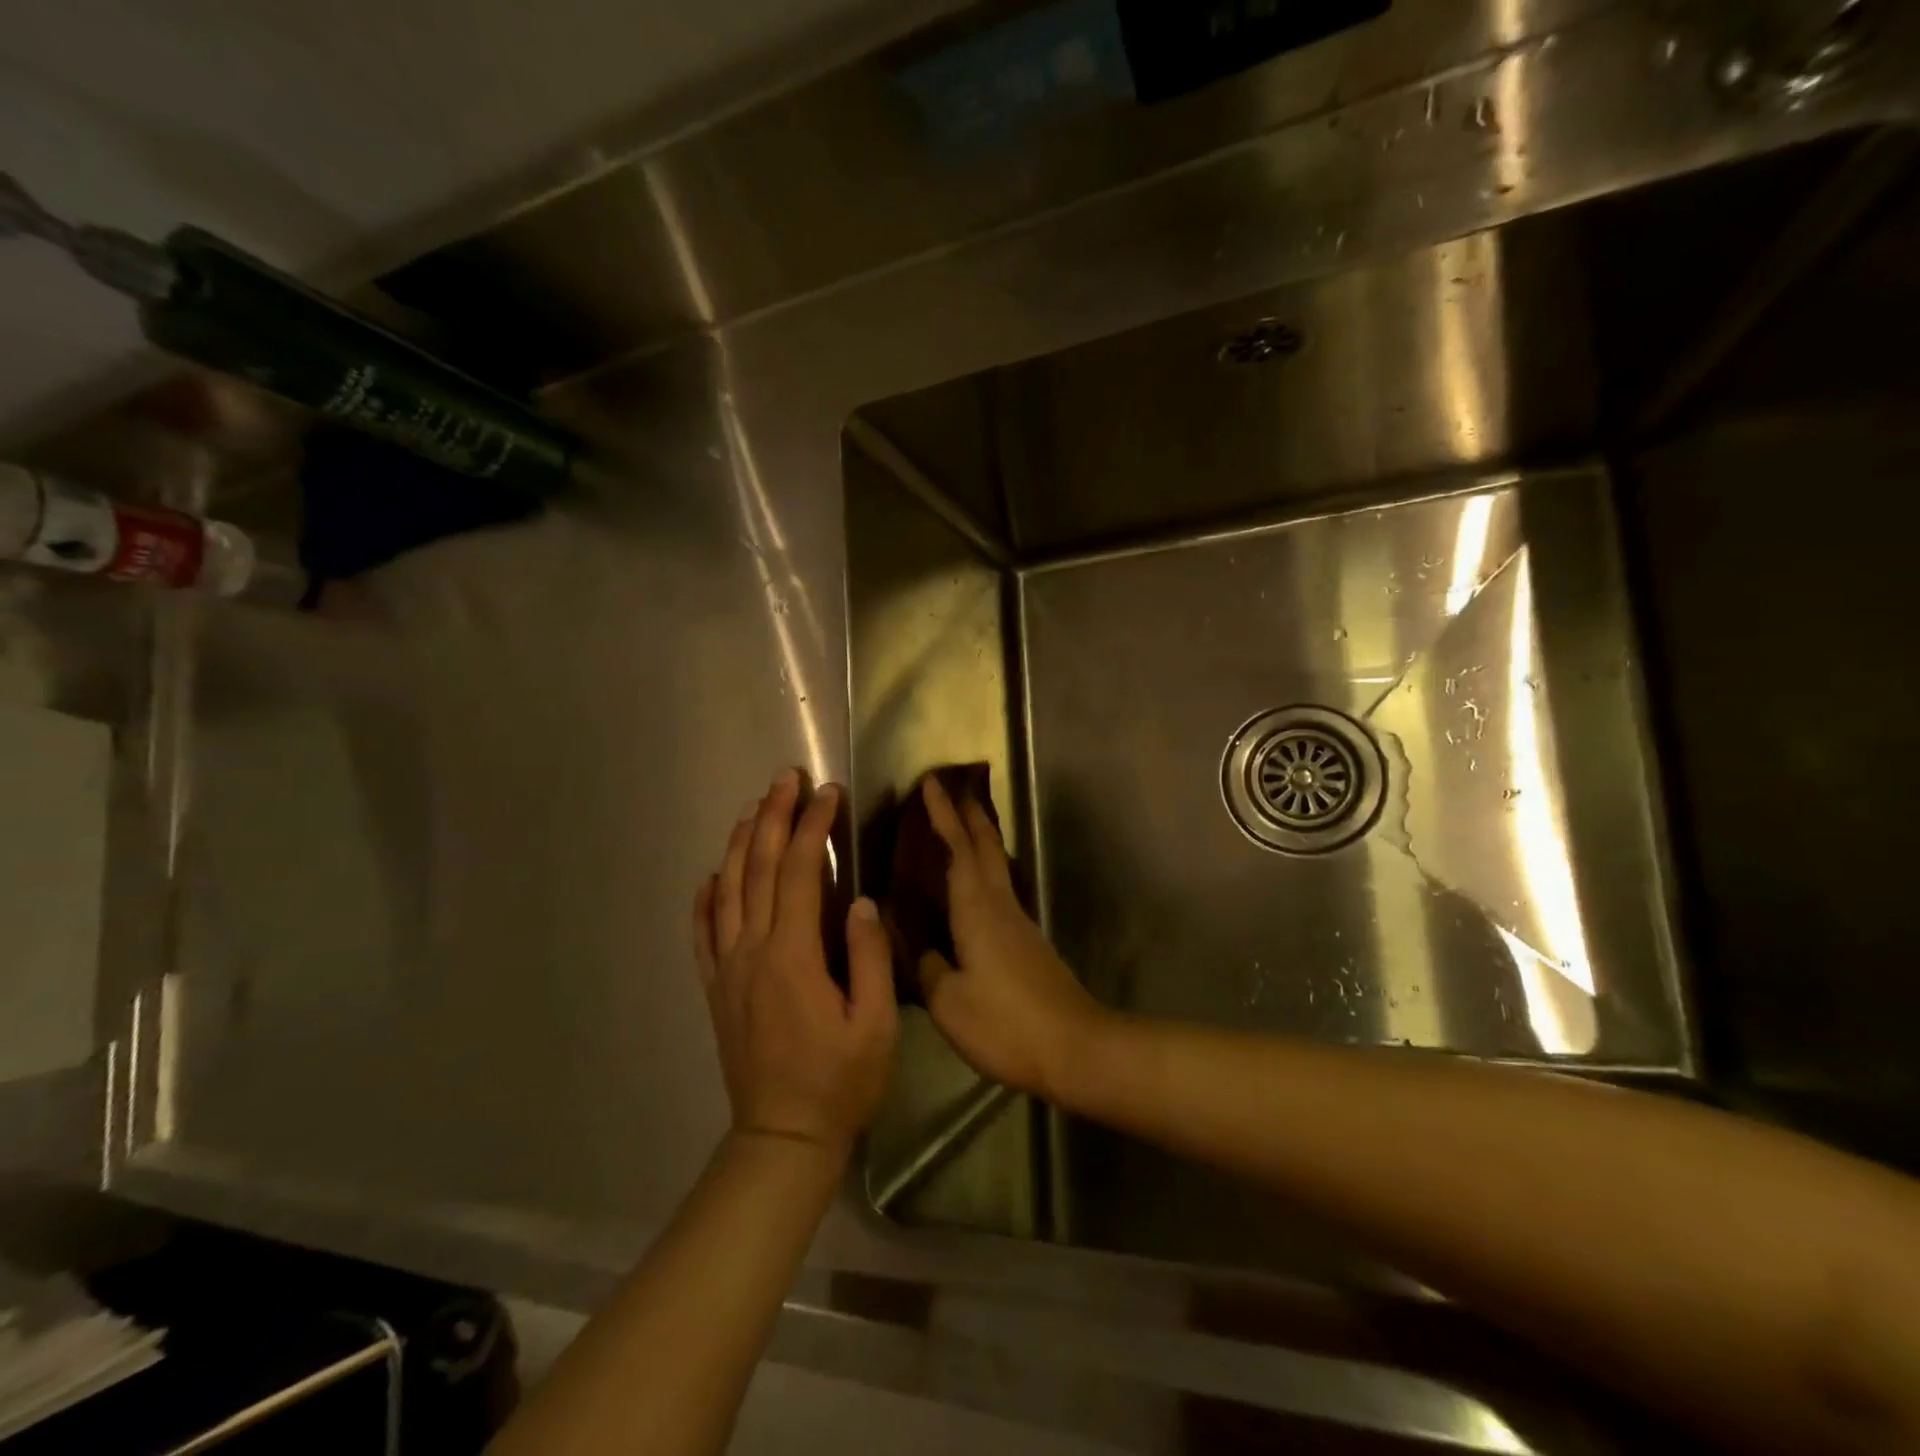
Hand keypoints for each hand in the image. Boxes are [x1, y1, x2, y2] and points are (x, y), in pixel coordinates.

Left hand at [695, 770, 897, 1151]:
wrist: (782, 1138)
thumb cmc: (840, 1082)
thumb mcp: (875, 1025)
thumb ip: (869, 958)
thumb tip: (861, 901)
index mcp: (793, 956)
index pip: (802, 872)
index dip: (814, 827)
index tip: (828, 792)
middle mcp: (752, 951)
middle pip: (760, 869)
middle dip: (774, 817)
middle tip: (786, 779)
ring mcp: (727, 969)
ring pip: (727, 891)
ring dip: (741, 844)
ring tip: (754, 808)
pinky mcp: (715, 989)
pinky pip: (702, 933)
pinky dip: (705, 898)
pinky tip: (711, 875)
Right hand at [917, 776, 1104, 1101]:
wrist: (1076, 1048)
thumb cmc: (1007, 1023)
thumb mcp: (950, 1003)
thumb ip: (929, 969)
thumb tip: (920, 948)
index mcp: (978, 911)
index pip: (958, 849)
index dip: (943, 815)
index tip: (931, 783)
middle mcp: (1001, 906)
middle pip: (986, 848)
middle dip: (968, 815)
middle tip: (951, 789)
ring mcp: (1019, 923)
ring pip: (996, 866)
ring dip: (978, 840)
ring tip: (959, 827)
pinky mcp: (1027, 943)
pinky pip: (999, 890)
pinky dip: (983, 871)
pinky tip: (972, 887)